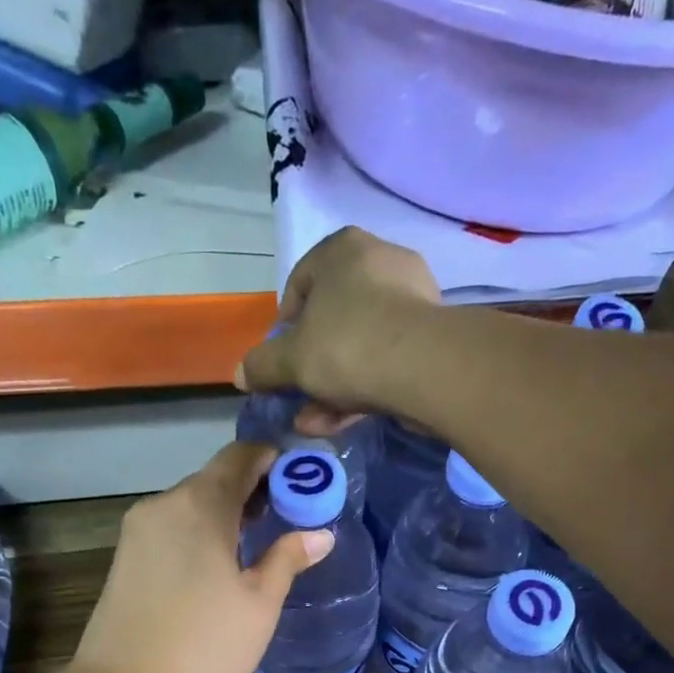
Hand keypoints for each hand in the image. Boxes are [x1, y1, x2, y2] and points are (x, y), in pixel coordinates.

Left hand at [71, 442, 334, 672]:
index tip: (302, 481)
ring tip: (257, 543)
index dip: (274, 460)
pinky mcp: (125, 556)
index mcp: (201, 505)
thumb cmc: (204, 644)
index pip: (240, 456)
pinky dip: (201, 531)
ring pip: (191, 504)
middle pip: (214, 478)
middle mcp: (164, 504)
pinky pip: (172, 527)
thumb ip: (288, 559)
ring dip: (226, 513)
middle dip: (253, 489)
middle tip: (288, 516)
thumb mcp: (260, 604)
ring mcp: (139, 530)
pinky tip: (219, 564)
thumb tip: (319, 534)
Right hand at [235, 228, 439, 435]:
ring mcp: (412, 300)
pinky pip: (387, 361)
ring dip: (334, 388)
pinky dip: (365, 389)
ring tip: (316, 423)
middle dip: (312, 367)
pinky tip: (346, 422)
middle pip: (333, 321)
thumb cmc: (346, 345)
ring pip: (361, 347)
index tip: (280, 364)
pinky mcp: (432, 337)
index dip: (284, 330)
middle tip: (299, 398)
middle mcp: (380, 262)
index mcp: (342, 249)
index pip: (300, 285)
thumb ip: (263, 365)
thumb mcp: (291, 360)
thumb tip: (241, 374)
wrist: (423, 368)